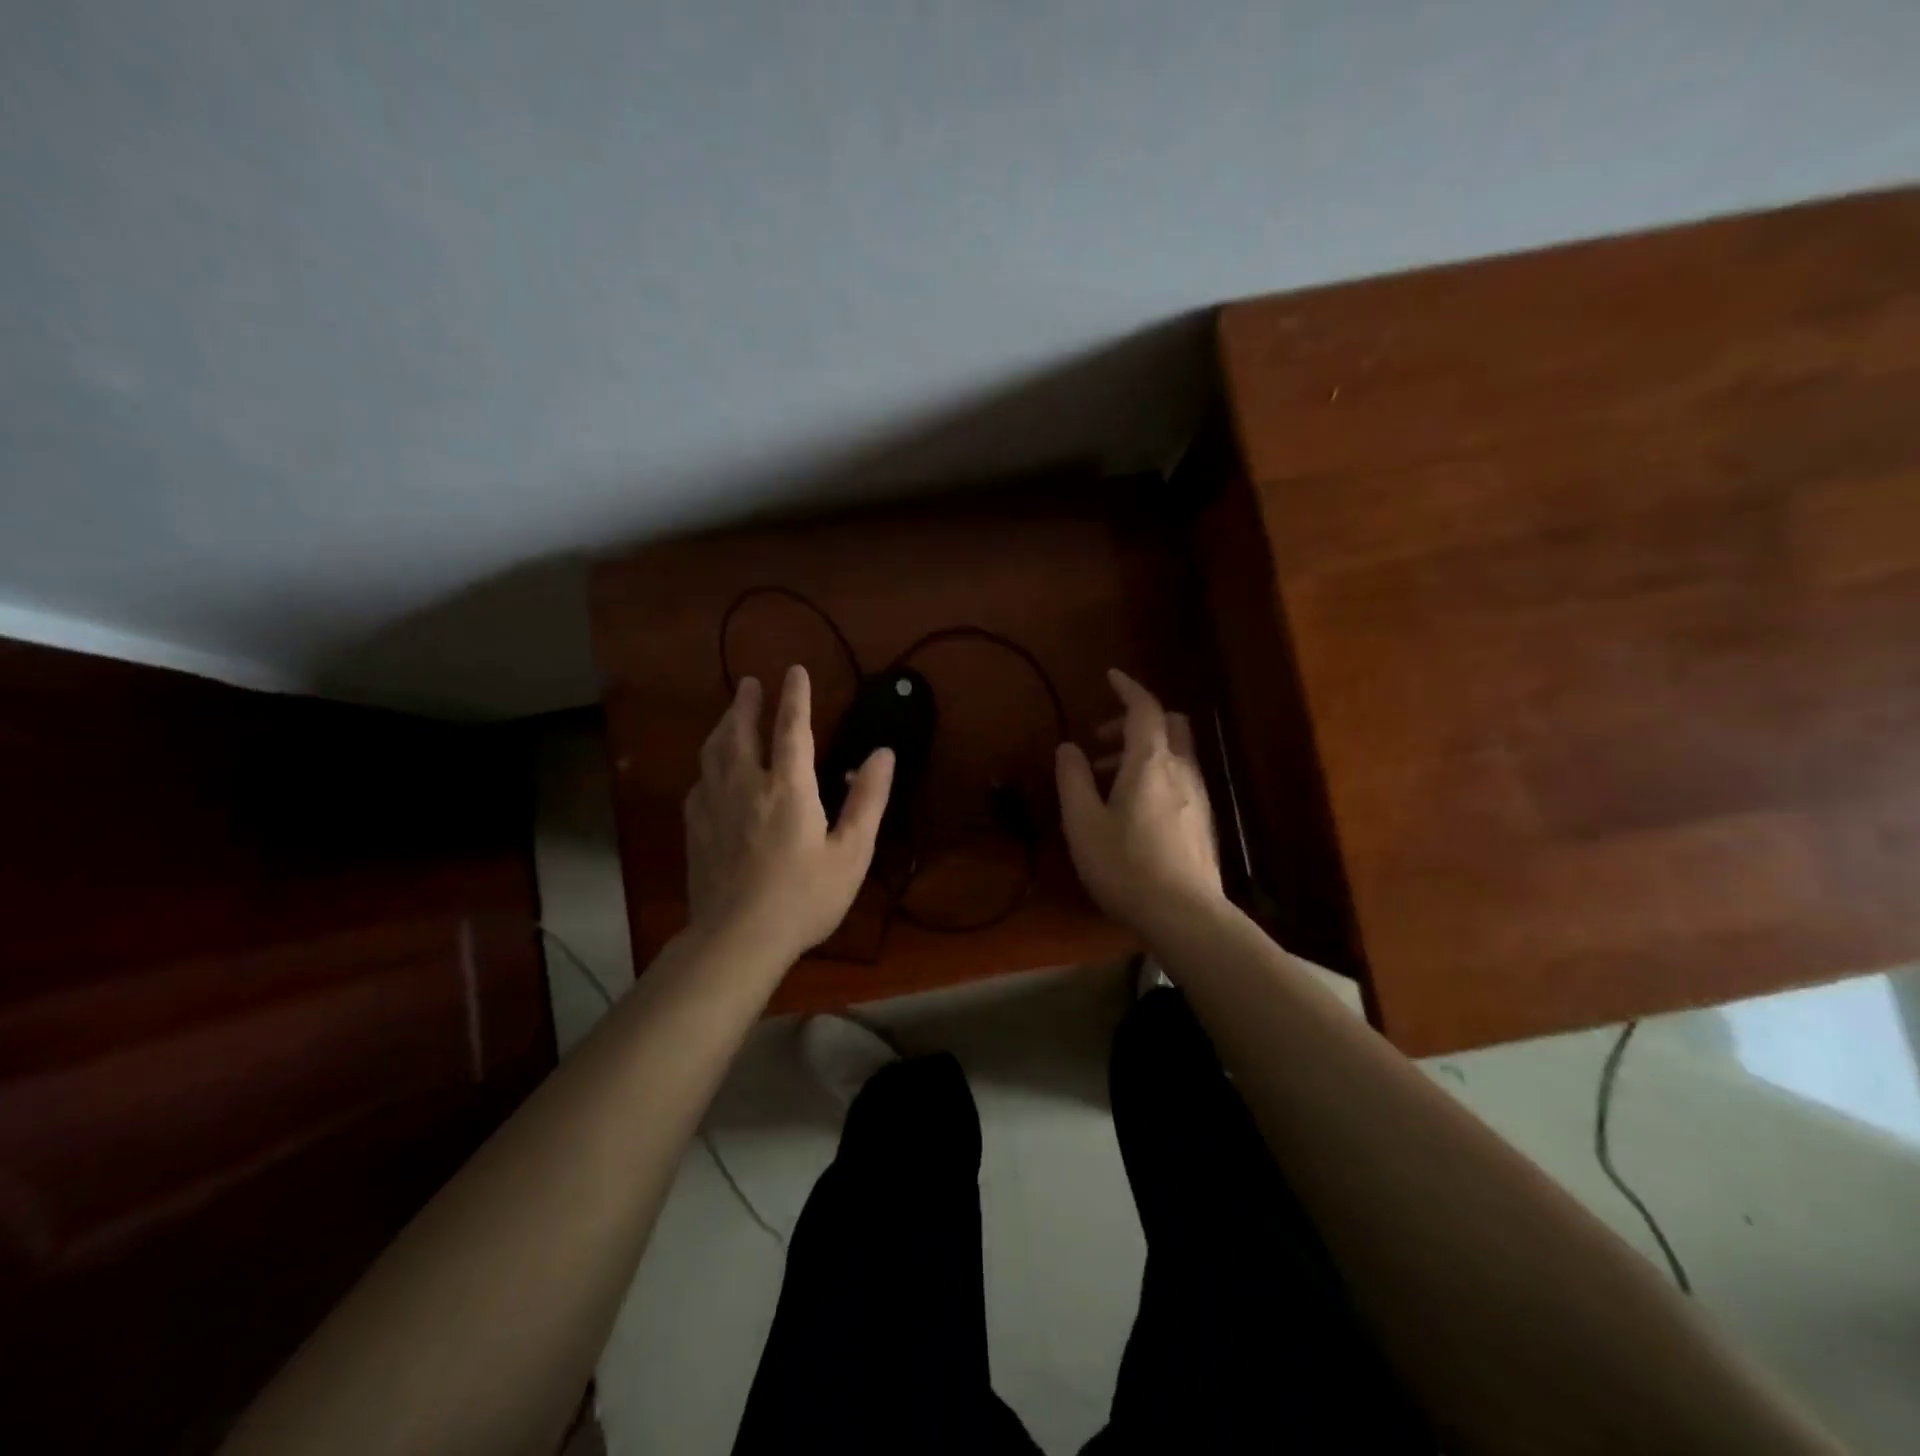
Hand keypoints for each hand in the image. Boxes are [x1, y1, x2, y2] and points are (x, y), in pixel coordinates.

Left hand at [684, 665, 894, 961]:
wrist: (737, 939)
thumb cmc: (804, 897)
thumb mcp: (851, 852)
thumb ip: (867, 799)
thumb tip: (883, 753)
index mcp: (788, 788)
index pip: (791, 729)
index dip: (795, 697)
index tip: (795, 671)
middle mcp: (746, 786)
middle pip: (742, 731)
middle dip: (747, 702)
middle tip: (750, 682)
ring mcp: (715, 806)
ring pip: (713, 752)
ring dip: (723, 725)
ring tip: (730, 713)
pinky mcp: (696, 829)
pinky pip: (699, 782)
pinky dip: (708, 764)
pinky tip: (710, 770)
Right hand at [1056, 669, 1223, 937]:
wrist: (1186, 916)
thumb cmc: (1126, 866)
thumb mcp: (1084, 823)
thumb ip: (1073, 780)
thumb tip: (1069, 748)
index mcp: (1150, 763)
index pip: (1144, 709)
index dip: (1128, 688)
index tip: (1110, 677)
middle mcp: (1181, 771)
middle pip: (1168, 725)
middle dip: (1135, 721)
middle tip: (1101, 742)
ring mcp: (1198, 797)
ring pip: (1174, 754)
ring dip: (1141, 753)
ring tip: (1105, 781)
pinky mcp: (1203, 822)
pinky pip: (1179, 779)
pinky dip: (1155, 775)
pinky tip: (1133, 810)